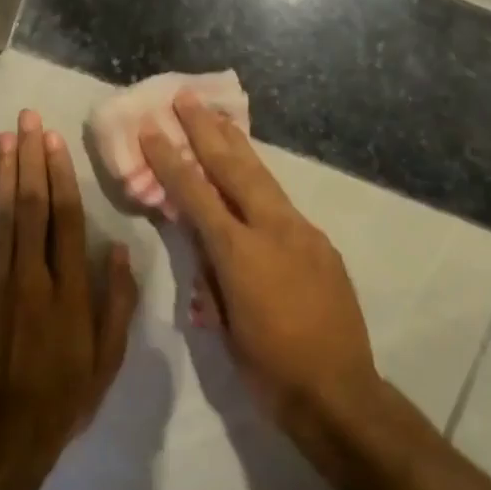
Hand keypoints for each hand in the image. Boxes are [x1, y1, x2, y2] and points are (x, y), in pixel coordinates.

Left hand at [0, 109, 138, 480]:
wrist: (9, 433)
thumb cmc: (68, 394)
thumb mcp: (110, 355)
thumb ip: (116, 300)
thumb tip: (117, 247)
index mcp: (69, 289)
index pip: (65, 219)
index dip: (59, 176)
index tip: (53, 140)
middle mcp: (31, 278)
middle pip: (30, 208)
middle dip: (29, 160)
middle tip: (26, 119)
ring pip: (0, 221)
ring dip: (1, 176)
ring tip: (3, 138)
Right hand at [139, 93, 378, 428]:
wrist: (338, 391)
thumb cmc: (268, 367)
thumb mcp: (224, 321)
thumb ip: (211, 272)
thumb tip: (203, 240)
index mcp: (241, 253)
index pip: (197, 196)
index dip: (171, 162)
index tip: (152, 130)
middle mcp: (274, 231)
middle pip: (234, 169)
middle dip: (207, 131)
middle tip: (186, 98)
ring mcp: (303, 233)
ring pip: (264, 178)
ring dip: (237, 146)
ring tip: (217, 117)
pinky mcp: (321, 244)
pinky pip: (283, 204)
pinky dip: (260, 183)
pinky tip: (251, 178)